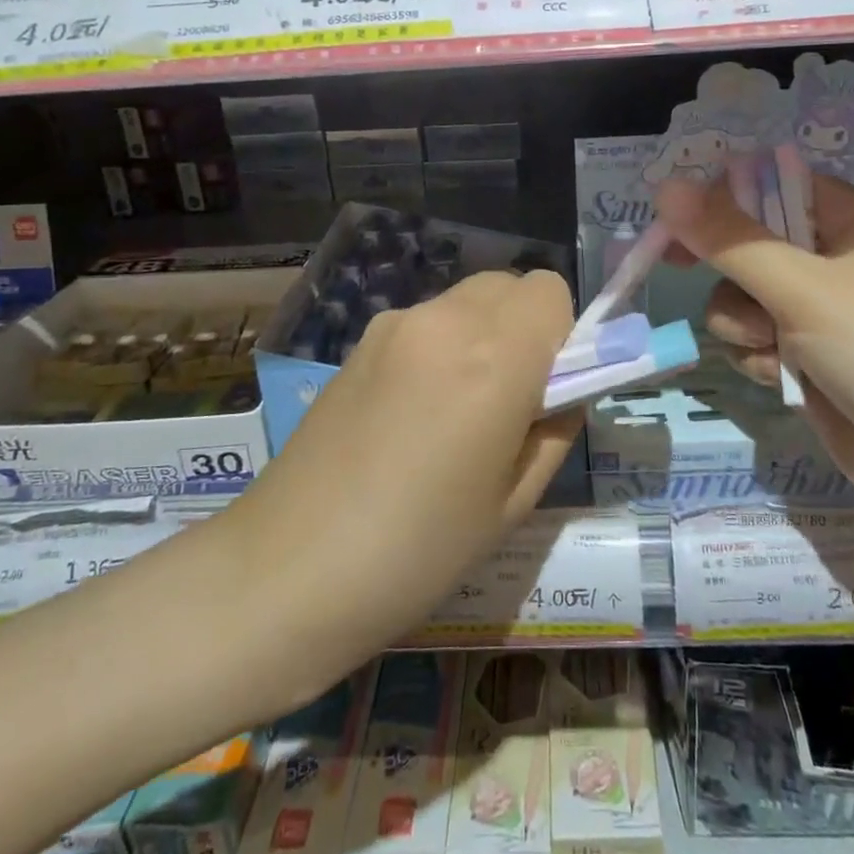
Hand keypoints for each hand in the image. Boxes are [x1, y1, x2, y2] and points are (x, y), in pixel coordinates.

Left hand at [226, 269, 578, 686]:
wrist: (288, 569)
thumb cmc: (418, 550)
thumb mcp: (514, 502)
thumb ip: (556, 427)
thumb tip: (565, 391)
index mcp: (495, 356)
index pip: (551, 290)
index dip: (562, 334)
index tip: (548, 387)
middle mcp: (446, 320)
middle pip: (509, 285)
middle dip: (525, 328)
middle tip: (508, 401)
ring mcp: (395, 324)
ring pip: (466, 300)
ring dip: (482, 334)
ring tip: (455, 411)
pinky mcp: (360, 340)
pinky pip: (426, 322)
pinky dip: (441, 346)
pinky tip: (411, 412)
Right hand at [655, 171, 853, 512]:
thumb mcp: (804, 290)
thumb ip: (731, 241)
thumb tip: (667, 187)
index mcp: (851, 220)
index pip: (771, 187)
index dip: (721, 199)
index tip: (676, 220)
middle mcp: (834, 259)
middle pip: (749, 243)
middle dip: (727, 269)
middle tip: (676, 265)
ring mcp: (821, 312)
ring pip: (742, 297)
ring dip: (742, 323)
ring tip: (770, 347)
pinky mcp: (810, 358)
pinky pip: (755, 339)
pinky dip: (758, 357)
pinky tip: (782, 379)